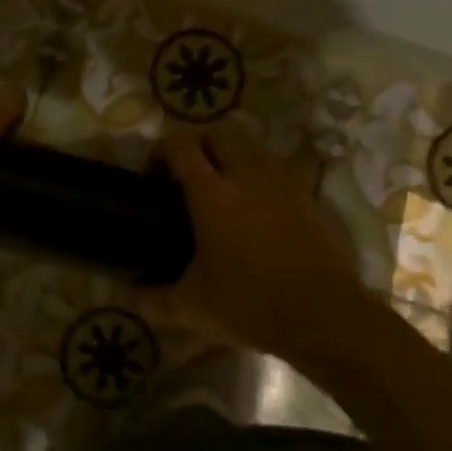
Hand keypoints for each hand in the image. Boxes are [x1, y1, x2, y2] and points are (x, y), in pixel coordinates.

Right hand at [161, 126, 368, 359]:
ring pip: (251, 147)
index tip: (154, 177)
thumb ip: (153, 299)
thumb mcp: (193, 308)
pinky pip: (277, 170)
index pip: (180, 145)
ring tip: (225, 193)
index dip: (161, 152)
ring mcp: (282, 182)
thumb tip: (126, 296)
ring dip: (231, 159)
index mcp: (212, 194)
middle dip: (198, 147)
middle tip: (188, 178)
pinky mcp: (309, 195)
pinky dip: (261, 179)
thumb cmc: (252, 305)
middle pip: (217, 133)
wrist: (325, 317)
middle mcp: (246, 175)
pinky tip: (258, 213)